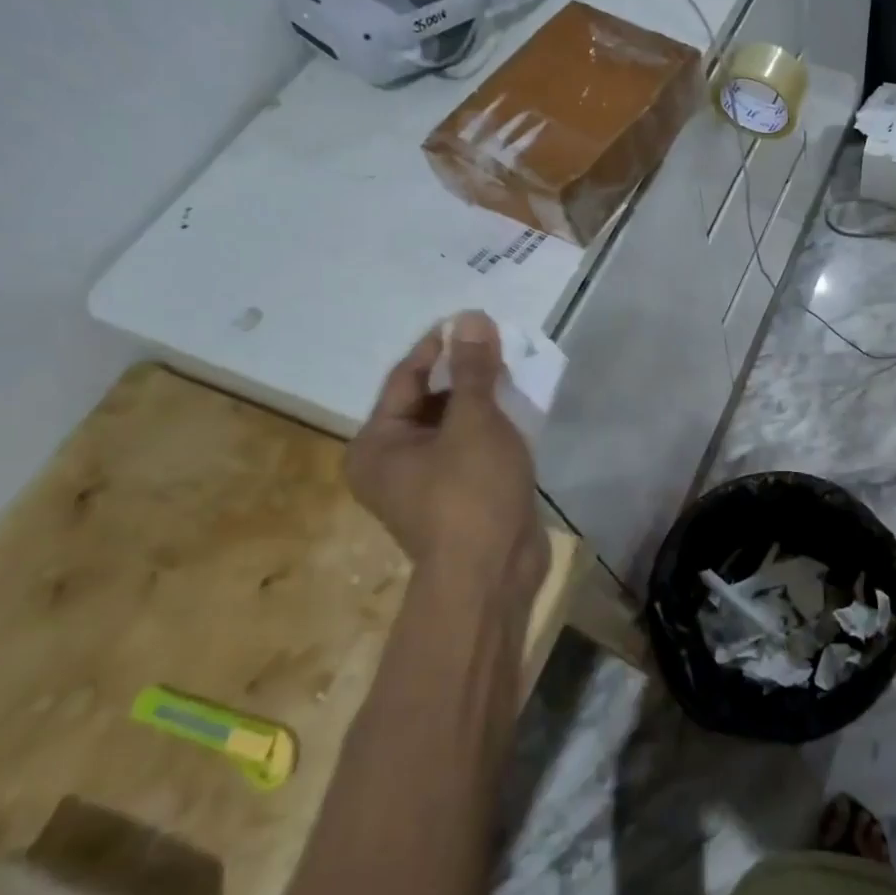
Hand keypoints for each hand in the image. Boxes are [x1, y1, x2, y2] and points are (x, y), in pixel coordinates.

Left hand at [345, 312, 548, 628]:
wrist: (492, 576)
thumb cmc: (471, 493)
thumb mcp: (474, 422)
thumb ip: (473, 370)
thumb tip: (470, 318)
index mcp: (377, 445)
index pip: (406, 378)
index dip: (439, 346)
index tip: (472, 321)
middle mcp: (391, 463)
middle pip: (428, 401)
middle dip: (464, 373)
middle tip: (499, 346)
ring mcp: (426, 484)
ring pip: (453, 426)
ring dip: (480, 399)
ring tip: (513, 371)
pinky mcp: (459, 497)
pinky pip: (470, 449)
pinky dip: (490, 428)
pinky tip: (518, 411)